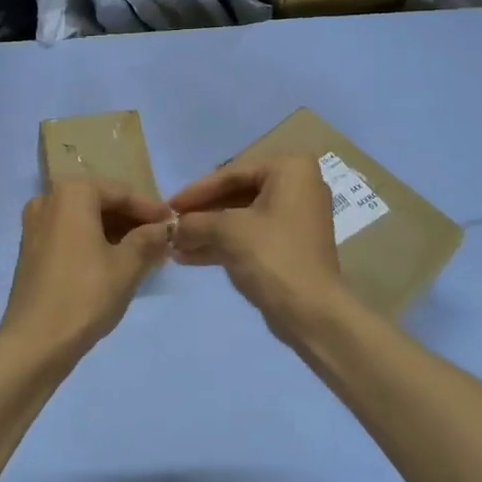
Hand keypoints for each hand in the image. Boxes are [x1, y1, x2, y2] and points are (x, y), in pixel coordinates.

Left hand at [1, 177, 172, 366]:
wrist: (34, 343)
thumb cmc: (84, 296)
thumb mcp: (127, 266)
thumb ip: (149, 239)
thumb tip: (164, 228)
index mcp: (72, 193)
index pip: (121, 193)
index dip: (151, 209)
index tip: (174, 224)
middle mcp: (49, 198)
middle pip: (101, 202)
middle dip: (132, 221)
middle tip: (161, 240)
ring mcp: (35, 224)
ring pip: (85, 219)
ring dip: (115, 232)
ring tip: (144, 253)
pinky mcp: (31, 248)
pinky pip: (70, 234)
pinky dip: (94, 242)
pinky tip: (116, 261)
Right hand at [169, 155, 347, 340]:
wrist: (311, 312)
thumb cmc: (272, 256)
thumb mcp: (227, 232)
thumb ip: (195, 222)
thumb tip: (173, 227)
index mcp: (290, 169)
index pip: (232, 173)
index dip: (197, 191)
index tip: (169, 205)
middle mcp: (297, 186)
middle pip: (237, 194)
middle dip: (202, 213)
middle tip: (171, 224)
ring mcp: (295, 218)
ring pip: (242, 218)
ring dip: (207, 231)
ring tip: (174, 244)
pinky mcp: (289, 246)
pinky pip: (251, 236)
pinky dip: (223, 244)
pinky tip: (188, 257)